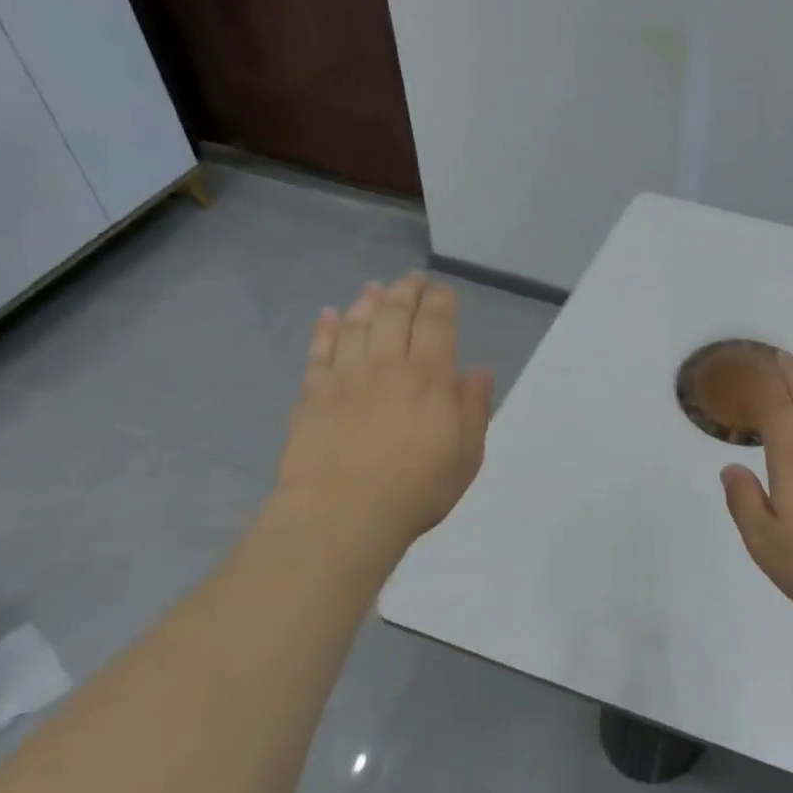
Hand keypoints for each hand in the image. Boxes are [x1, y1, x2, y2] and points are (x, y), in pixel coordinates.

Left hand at [272, 273, 493, 552]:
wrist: (344, 513)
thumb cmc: (417, 487)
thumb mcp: (467, 454)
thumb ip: (474, 409)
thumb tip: (478, 373)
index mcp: (430, 378)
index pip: (437, 324)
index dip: (440, 302)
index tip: (442, 289)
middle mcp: (388, 366)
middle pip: (395, 315)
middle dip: (406, 292)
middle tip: (411, 279)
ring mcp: (346, 377)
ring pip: (357, 325)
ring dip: (367, 302)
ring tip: (374, 288)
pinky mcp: (313, 395)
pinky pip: (319, 351)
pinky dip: (326, 330)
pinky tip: (329, 316)